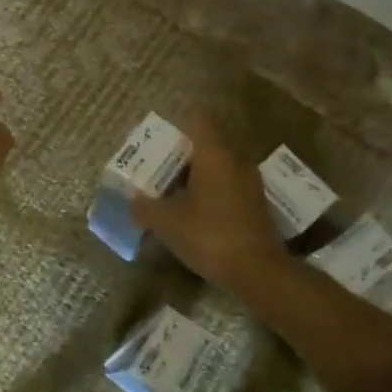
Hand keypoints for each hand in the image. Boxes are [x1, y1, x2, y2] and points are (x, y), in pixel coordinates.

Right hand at [132, 111, 288, 296]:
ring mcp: (249, 182)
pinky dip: (209, 192)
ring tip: (170, 192)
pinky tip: (192, 213)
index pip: (198, 119)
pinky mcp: (255, 204)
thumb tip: (132, 202)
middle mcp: (235, 160)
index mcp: (214, 154)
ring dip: (195, 175)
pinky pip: (227, 185)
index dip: (177, 125)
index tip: (158, 141)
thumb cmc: (210, 235)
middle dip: (181, 154)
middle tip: (156, 169)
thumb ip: (144, 207)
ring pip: (217, 166)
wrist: (259, 273)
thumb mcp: (166, 222)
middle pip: (206, 143)